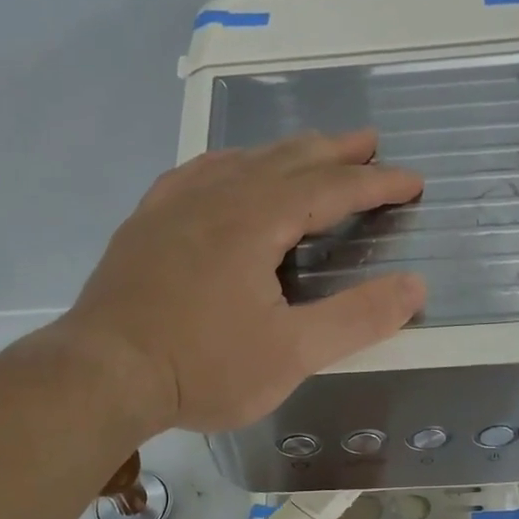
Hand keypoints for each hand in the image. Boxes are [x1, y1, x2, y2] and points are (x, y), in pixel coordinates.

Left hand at [63, 129, 425, 432]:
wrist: (104, 375)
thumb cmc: (202, 368)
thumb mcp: (291, 354)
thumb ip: (356, 319)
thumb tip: (414, 286)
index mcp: (256, 219)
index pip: (331, 188)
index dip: (376, 183)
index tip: (412, 180)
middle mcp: (216, 196)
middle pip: (286, 159)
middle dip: (334, 152)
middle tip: (368, 143)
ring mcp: (173, 206)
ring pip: (239, 160)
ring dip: (283, 153)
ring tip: (309, 153)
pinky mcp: (144, 225)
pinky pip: (195, 174)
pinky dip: (228, 165)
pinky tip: (225, 171)